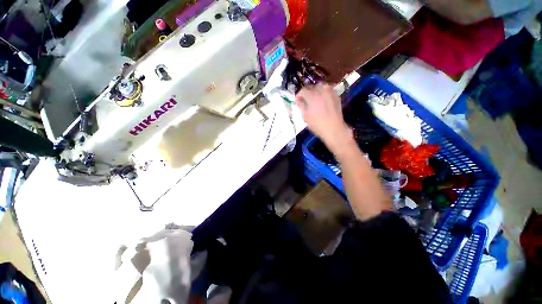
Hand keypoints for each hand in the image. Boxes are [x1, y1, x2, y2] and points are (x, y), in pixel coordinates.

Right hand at [296, 84, 353, 153]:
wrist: (334, 128)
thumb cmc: (317, 124)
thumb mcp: (306, 116)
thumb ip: (301, 106)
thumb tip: (298, 100)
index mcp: (312, 96)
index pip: (303, 90)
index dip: (299, 95)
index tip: (297, 100)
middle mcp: (322, 91)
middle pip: (311, 87)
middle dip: (307, 92)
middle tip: (305, 100)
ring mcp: (330, 92)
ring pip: (320, 86)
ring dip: (315, 91)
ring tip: (314, 99)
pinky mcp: (336, 95)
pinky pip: (327, 90)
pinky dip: (323, 93)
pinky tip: (322, 100)